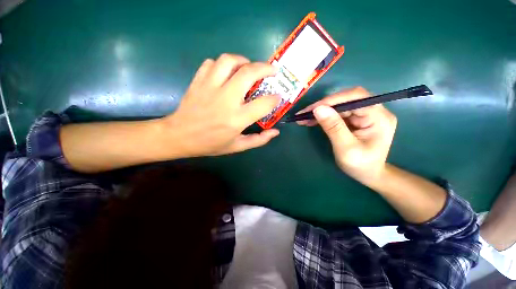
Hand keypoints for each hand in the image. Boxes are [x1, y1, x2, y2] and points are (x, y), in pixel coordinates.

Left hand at [160, 54, 280, 157]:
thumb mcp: (237, 146)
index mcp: (237, 119)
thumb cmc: (210, 144)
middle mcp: (226, 99)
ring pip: (229, 61)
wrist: (179, 137)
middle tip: (272, 70)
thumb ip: (258, 140)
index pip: (263, 103)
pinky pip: (211, 63)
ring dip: (243, 60)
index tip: (277, 97)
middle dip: (265, 68)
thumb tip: (275, 132)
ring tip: (249, 67)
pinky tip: (226, 72)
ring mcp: (210, 87)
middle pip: (248, 73)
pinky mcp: (198, 82)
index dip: (275, 99)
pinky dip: (222, 64)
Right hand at [297, 87, 396, 184]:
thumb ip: (333, 127)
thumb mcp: (345, 148)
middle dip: (323, 105)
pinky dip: (323, 116)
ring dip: (320, 111)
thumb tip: (318, 109)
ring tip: (303, 118)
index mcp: (378, 117)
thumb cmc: (360, 165)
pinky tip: (311, 120)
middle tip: (304, 114)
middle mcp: (374, 111)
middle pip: (346, 99)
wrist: (368, 174)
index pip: (356, 97)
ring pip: (339, 105)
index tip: (312, 109)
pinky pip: (337, 113)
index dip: (333, 100)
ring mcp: (364, 114)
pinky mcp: (355, 119)